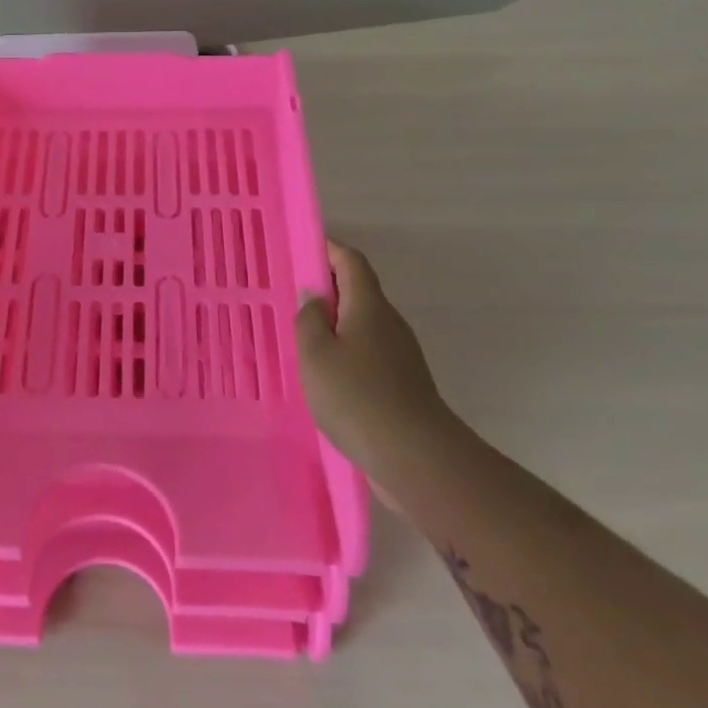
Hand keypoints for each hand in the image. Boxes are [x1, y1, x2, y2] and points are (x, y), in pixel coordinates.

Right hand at [296, 240, 449, 467]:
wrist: (416, 457)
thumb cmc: (357, 397)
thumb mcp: (315, 355)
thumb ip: (308, 320)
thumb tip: (314, 298)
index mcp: (369, 306)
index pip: (351, 262)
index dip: (328, 249)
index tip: (302, 249)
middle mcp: (389, 323)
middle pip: (359, 291)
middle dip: (327, 288)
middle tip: (292, 298)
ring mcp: (400, 354)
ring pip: (363, 325)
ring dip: (335, 324)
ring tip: (302, 340)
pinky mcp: (402, 383)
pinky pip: (368, 352)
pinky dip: (345, 352)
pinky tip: (326, 376)